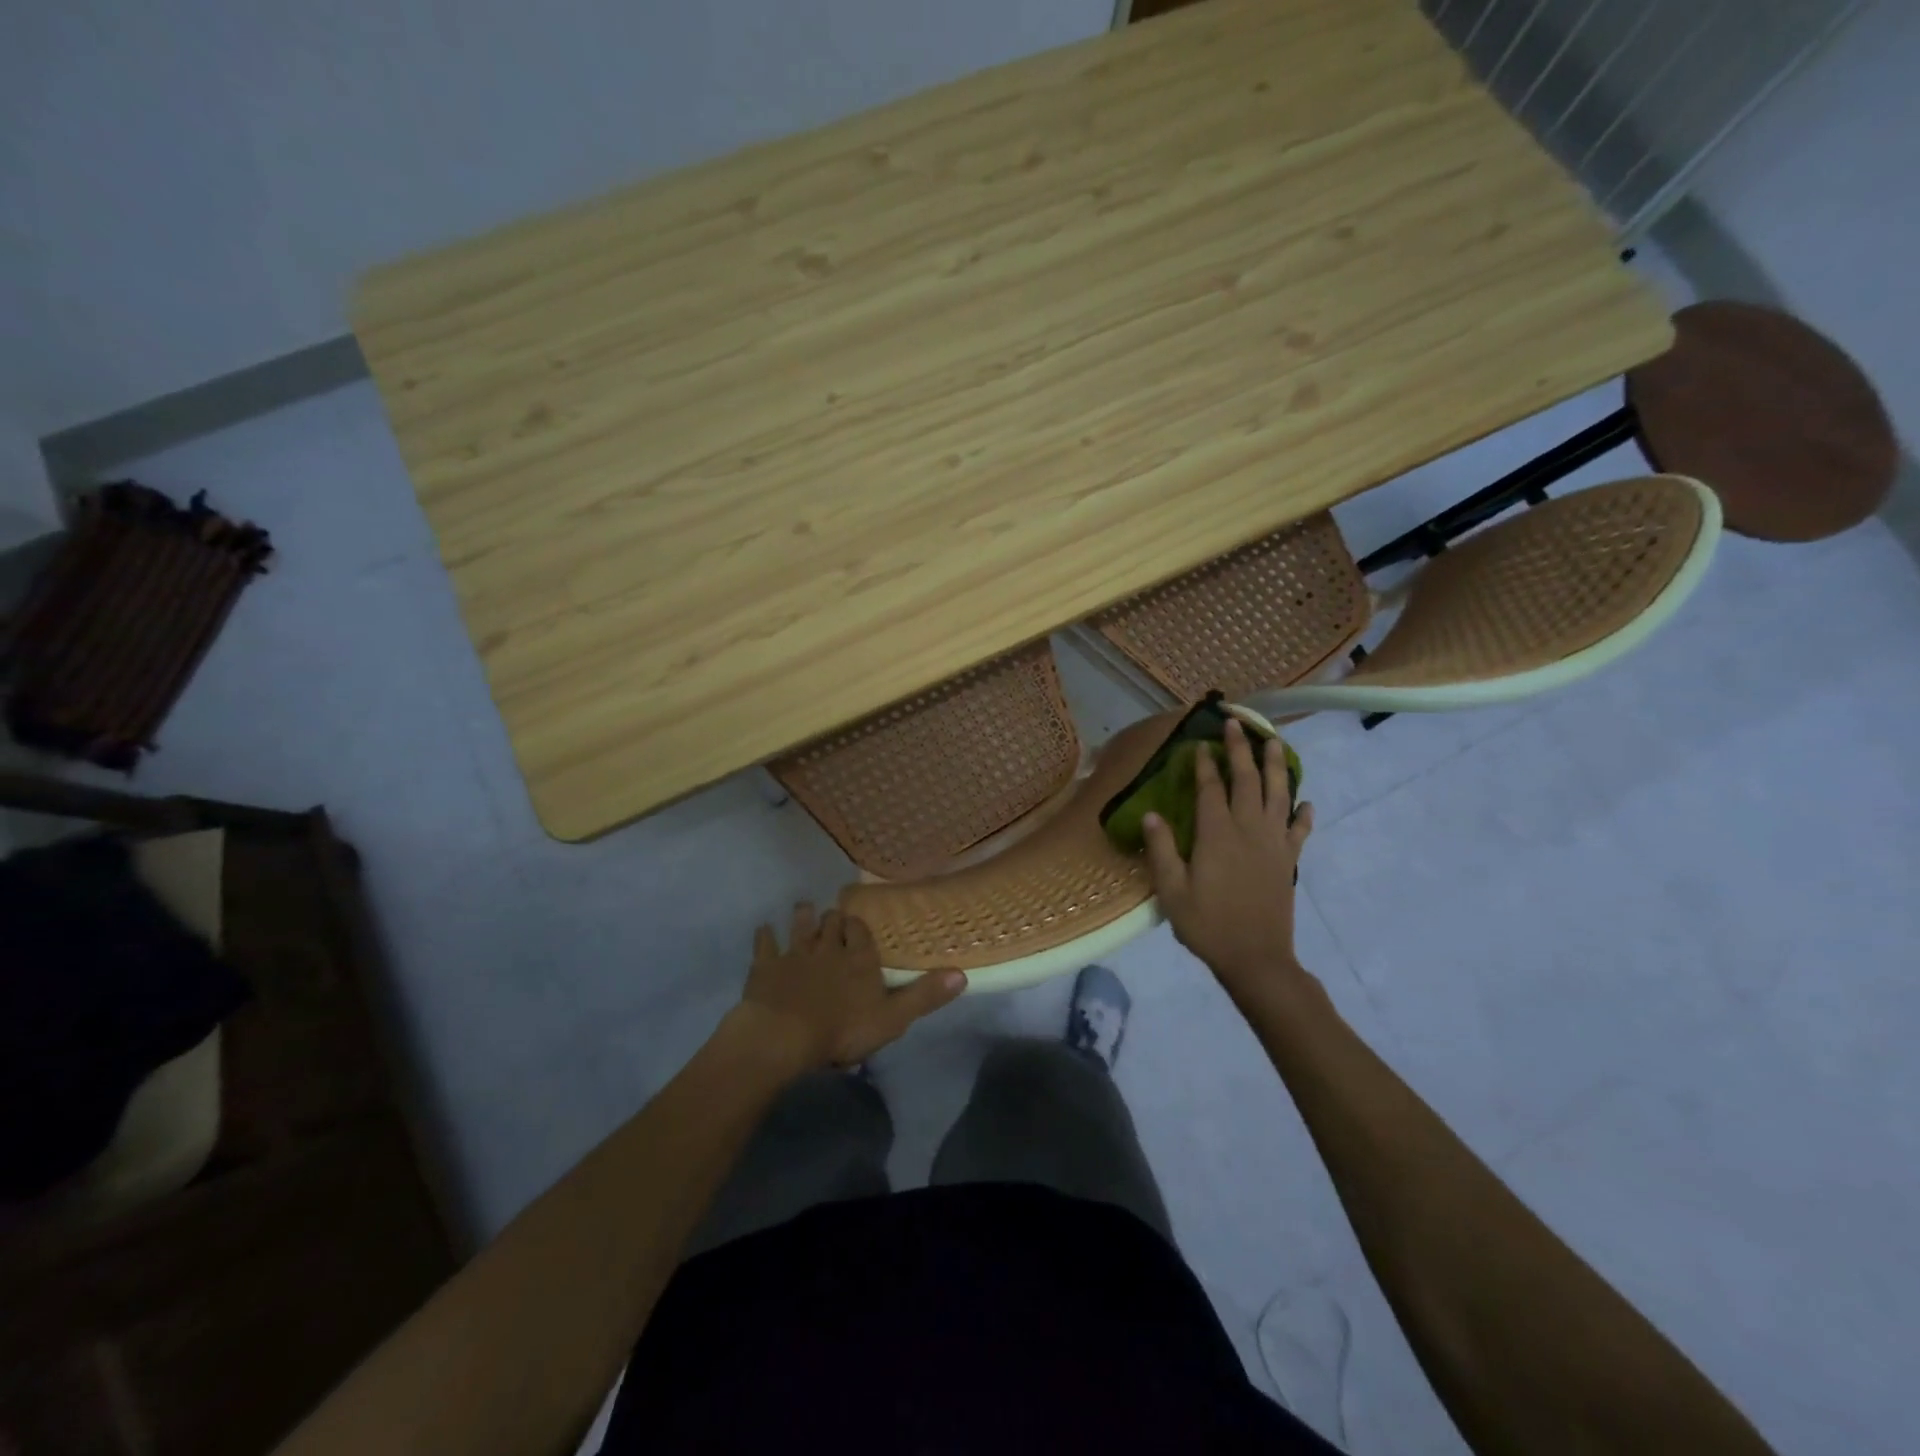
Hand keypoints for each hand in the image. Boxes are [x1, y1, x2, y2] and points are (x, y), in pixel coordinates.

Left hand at [734, 903, 965, 1070]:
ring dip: (803, 917)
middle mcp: (829, 948)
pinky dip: (765, 936)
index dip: (860, 927)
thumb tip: (962, 974)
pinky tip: (763, 928)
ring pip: (801, 928)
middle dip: (834, 919)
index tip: (858, 922)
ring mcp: (795, 955)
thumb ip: (924, 996)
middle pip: (832, 925)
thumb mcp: (892, 1018)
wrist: (784, 1035)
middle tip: (833, 915)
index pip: (862, 933)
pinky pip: (765, 945)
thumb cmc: (842, 1029)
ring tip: (804, 906)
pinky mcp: (766, 967)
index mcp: (859, 959)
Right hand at [1143, 717, 1315, 1005]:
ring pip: (1278, 795)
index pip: (1211, 789)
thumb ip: (1162, 850)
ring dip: (1276, 766)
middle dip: (1240, 750)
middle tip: (1236, 724)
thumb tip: (1151, 814)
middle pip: (1247, 781)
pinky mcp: (1288, 861)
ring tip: (1274, 742)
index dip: (1204, 765)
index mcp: (1217, 835)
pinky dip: (1302, 814)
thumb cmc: (1208, 925)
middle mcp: (1249, 830)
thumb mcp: (1172, 891)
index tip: (1199, 744)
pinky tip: (1304, 803)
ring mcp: (1274, 844)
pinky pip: (1299, 830)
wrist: (1256, 958)